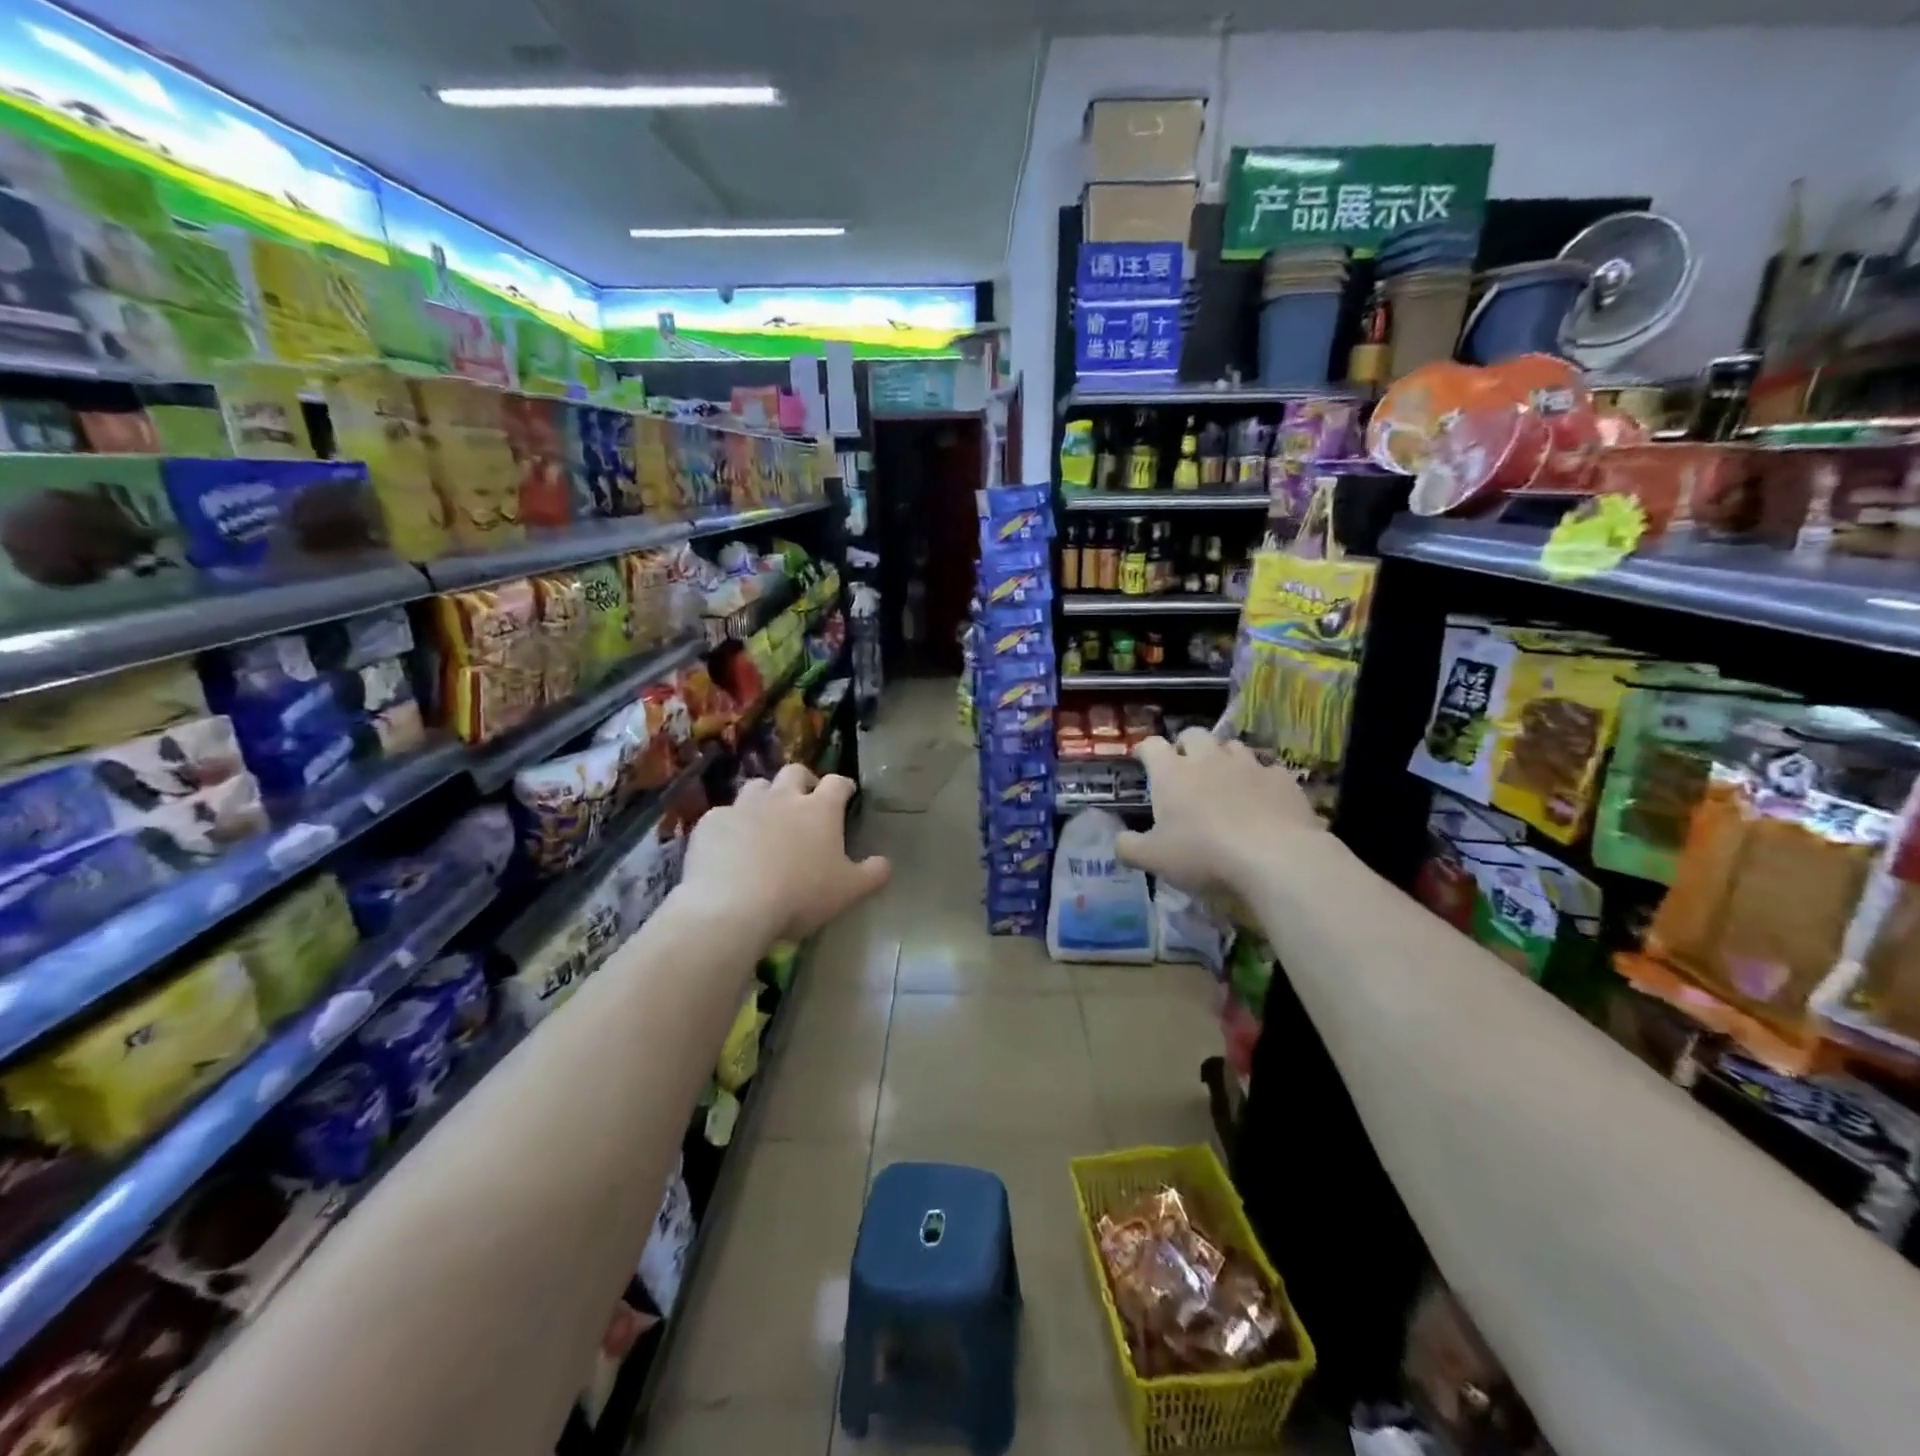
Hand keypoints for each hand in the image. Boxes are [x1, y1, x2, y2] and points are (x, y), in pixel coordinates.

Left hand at [679, 765, 890, 942]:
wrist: (733, 907)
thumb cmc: (800, 896)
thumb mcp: (848, 891)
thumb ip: (872, 874)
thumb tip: (886, 863)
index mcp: (820, 810)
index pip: (837, 783)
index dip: (843, 786)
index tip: (846, 795)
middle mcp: (783, 798)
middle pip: (795, 772)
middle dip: (802, 781)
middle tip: (805, 801)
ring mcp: (744, 806)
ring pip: (757, 786)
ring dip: (765, 797)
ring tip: (766, 819)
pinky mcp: (712, 822)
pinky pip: (724, 815)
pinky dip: (731, 825)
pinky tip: (729, 846)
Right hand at [1117, 730, 1321, 895]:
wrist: (1275, 857)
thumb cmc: (1203, 854)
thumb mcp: (1153, 859)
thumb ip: (1129, 847)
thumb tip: (1119, 840)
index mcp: (1171, 773)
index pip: (1151, 745)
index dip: (1145, 750)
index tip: (1143, 760)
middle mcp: (1208, 759)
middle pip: (1193, 735)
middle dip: (1186, 746)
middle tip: (1184, 769)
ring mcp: (1248, 765)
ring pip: (1232, 746)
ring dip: (1223, 758)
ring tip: (1224, 781)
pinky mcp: (1282, 779)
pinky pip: (1267, 769)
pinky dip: (1259, 779)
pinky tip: (1262, 799)